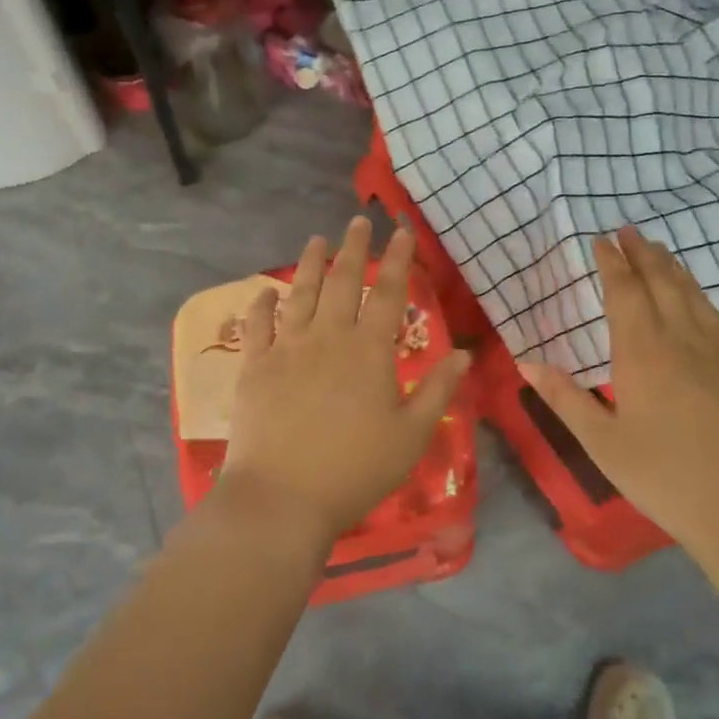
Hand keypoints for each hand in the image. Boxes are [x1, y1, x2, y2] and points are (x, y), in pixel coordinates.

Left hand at [220, 217, 470, 553]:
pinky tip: (264, 291)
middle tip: (358, 221)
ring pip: (301, 293)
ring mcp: (288, 348)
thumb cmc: (355, 470)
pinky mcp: (255, 366)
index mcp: (370, 351)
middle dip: (354, 248)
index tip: (401, 231)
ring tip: (317, 239)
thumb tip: (463, 354)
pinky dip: (261, 304)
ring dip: (310, 263)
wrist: (283, 497)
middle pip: (344, 281)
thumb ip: (438, 391)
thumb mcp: (411, 436)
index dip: (398, 259)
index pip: (389, 293)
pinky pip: (258, 325)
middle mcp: (329, 337)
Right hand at [519, 226, 718, 544]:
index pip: (625, 294)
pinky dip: (698, 292)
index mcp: (642, 355)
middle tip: (628, 230)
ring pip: (691, 294)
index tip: (600, 241)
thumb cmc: (662, 476)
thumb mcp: (601, 442)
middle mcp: (680, 341)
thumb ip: (564, 398)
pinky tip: (694, 293)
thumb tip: (526, 362)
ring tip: (657, 249)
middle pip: (661, 283)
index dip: (612, 264)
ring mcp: (714, 352)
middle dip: (642, 254)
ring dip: (672, 266)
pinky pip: (714, 315)